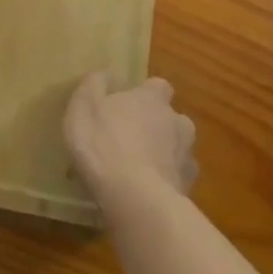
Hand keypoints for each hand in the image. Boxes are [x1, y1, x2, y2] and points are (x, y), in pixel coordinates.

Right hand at [64, 73, 196, 213]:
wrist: (134, 198)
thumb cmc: (104, 144)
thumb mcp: (84, 107)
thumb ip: (94, 85)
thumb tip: (105, 74)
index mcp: (152, 98)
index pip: (158, 86)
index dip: (145, 95)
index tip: (128, 105)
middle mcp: (177, 121)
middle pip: (172, 118)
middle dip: (158, 126)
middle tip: (132, 139)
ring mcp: (187, 156)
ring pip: (178, 149)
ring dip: (164, 155)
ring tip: (139, 169)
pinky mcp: (188, 188)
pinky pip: (177, 179)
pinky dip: (166, 182)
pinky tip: (147, 192)